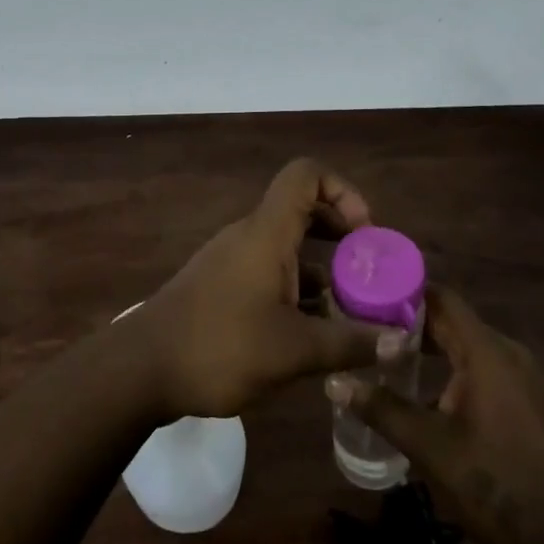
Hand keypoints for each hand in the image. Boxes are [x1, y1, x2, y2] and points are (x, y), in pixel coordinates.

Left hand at [133, 159, 406, 419]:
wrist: (141, 369)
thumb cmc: (220, 347)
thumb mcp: (295, 351)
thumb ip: (351, 343)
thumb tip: (402, 342)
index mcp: (267, 233)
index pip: (306, 175)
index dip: (343, 191)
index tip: (365, 235)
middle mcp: (250, 236)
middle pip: (304, 211)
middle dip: (343, 238)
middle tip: (369, 276)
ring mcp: (233, 261)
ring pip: (289, 248)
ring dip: (323, 272)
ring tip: (351, 313)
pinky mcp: (222, 286)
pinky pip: (270, 273)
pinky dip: (297, 291)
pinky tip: (313, 334)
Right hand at [328, 286, 543, 543]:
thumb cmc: (496, 484)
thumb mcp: (429, 447)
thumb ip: (382, 409)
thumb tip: (335, 382)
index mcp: (488, 353)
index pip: (443, 300)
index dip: (406, 293)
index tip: (371, 296)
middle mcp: (512, 356)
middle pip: (457, 324)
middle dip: (414, 327)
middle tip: (371, 333)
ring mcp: (530, 381)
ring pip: (475, 351)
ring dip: (438, 354)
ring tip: (395, 367)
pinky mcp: (538, 406)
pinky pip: (492, 373)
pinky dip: (461, 374)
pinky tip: (437, 403)